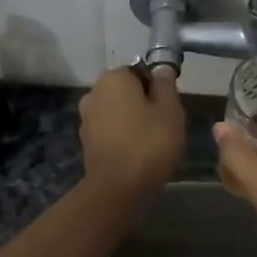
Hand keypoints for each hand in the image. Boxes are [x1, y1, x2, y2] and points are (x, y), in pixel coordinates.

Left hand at [79, 65, 184, 202]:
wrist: (117, 188)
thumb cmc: (149, 143)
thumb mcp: (170, 110)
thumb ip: (166, 84)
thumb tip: (161, 68)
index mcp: (114, 77)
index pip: (140, 71)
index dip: (158, 87)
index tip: (170, 107)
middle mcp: (94, 92)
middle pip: (127, 91)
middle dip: (144, 103)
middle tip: (164, 125)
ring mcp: (86, 118)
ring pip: (118, 111)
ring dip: (133, 120)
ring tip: (152, 142)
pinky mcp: (86, 141)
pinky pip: (110, 130)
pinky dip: (122, 136)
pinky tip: (136, 153)